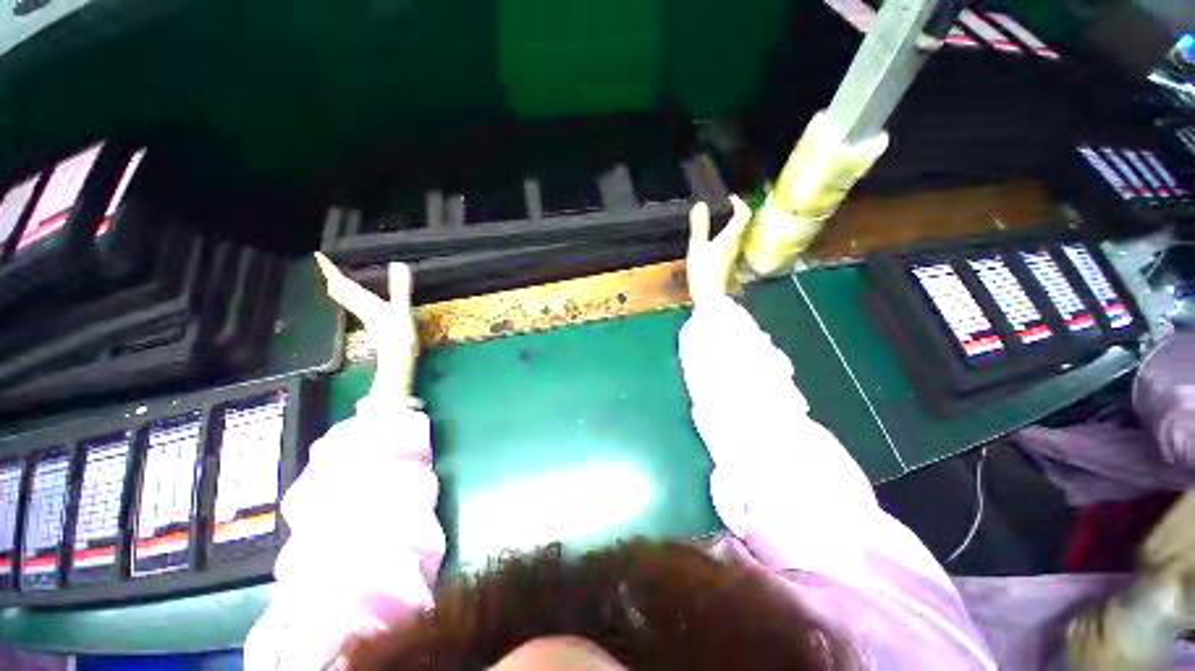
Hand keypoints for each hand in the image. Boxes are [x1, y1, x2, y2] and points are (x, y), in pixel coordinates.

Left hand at [314, 252, 419, 396]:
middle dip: (330, 276)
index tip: (317, 255)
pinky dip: (350, 296)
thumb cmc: (399, 337)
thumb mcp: (401, 310)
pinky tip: (358, 297)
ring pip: (344, 299)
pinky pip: (354, 304)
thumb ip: (400, 289)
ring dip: (338, 286)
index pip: (341, 283)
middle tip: (324, 263)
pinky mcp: (372, 322)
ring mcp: (365, 316)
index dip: (329, 269)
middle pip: (338, 291)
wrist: (397, 360)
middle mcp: (360, 308)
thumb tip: (398, 264)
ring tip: (336, 276)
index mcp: (364, 303)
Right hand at [686, 195, 751, 305]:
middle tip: (720, 209)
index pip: (744, 214)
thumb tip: (701, 204)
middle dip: (734, 214)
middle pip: (742, 224)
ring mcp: (733, 255)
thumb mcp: (698, 246)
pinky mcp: (728, 264)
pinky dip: (724, 238)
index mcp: (732, 236)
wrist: (708, 296)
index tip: (729, 198)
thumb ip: (699, 225)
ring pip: (736, 235)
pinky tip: (711, 243)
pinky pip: (729, 245)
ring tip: (715, 224)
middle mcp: (737, 244)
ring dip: (729, 227)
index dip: (739, 203)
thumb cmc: (704, 271)